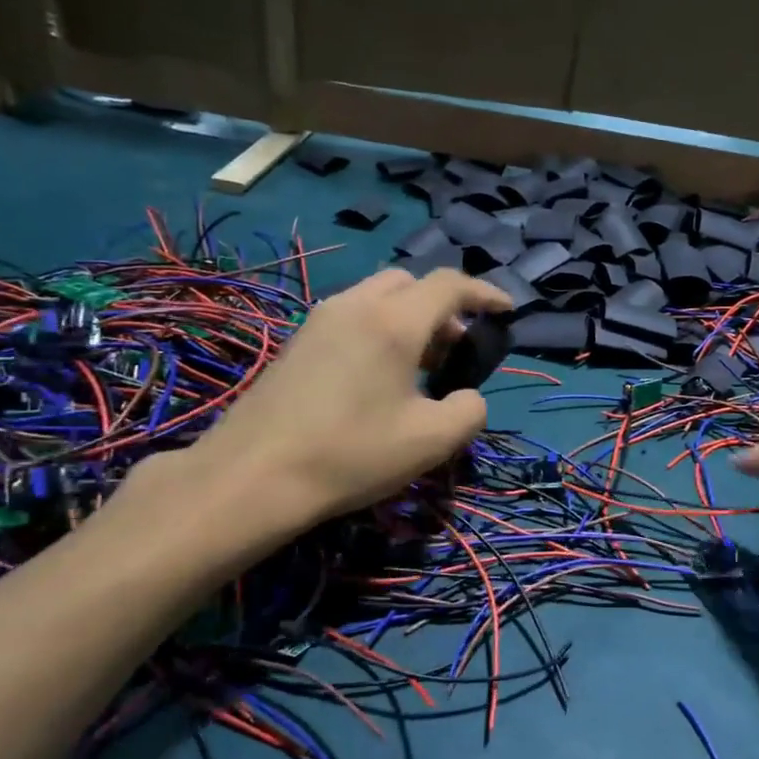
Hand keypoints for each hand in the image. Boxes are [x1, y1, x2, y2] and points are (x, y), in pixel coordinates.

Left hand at [166, 267, 510, 555]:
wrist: (252, 476)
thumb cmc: (351, 454)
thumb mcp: (432, 441)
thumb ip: (470, 411)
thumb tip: (468, 397)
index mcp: (394, 322)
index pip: (450, 285)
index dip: (485, 294)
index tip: (506, 312)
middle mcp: (356, 306)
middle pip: (411, 283)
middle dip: (443, 307)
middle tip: (455, 350)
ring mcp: (320, 320)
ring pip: (378, 297)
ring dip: (409, 318)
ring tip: (420, 367)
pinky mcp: (297, 342)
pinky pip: (353, 316)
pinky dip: (380, 329)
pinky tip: (377, 378)